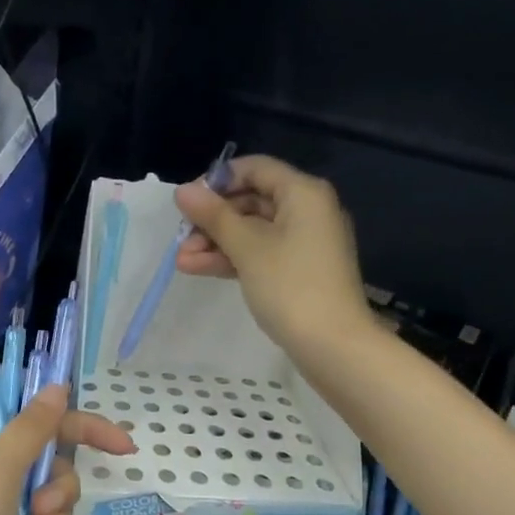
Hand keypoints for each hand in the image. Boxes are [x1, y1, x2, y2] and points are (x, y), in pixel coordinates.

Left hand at [0, 373, 133, 514]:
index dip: (32, 380)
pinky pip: (45, 513)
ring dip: (57, 497)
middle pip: (44, 429)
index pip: (1, 380)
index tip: (70, 392)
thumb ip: (32, 427)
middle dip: (74, 445)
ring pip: (51, 476)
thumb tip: (57, 386)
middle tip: (121, 449)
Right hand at [175, 154, 374, 361]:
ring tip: (181, 261)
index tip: (188, 202)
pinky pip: (261, 252)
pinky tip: (197, 269)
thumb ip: (213, 215)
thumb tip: (183, 190)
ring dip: (215, 243)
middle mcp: (307, 210)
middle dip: (212, 219)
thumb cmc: (290, 285)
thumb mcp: (246, 247)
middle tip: (181, 238)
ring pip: (252, 230)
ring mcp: (304, 242)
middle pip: (251, 200)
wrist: (333, 346)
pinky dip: (232, 258)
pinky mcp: (299, 270)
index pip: (255, 168)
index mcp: (303, 193)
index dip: (217, 181)